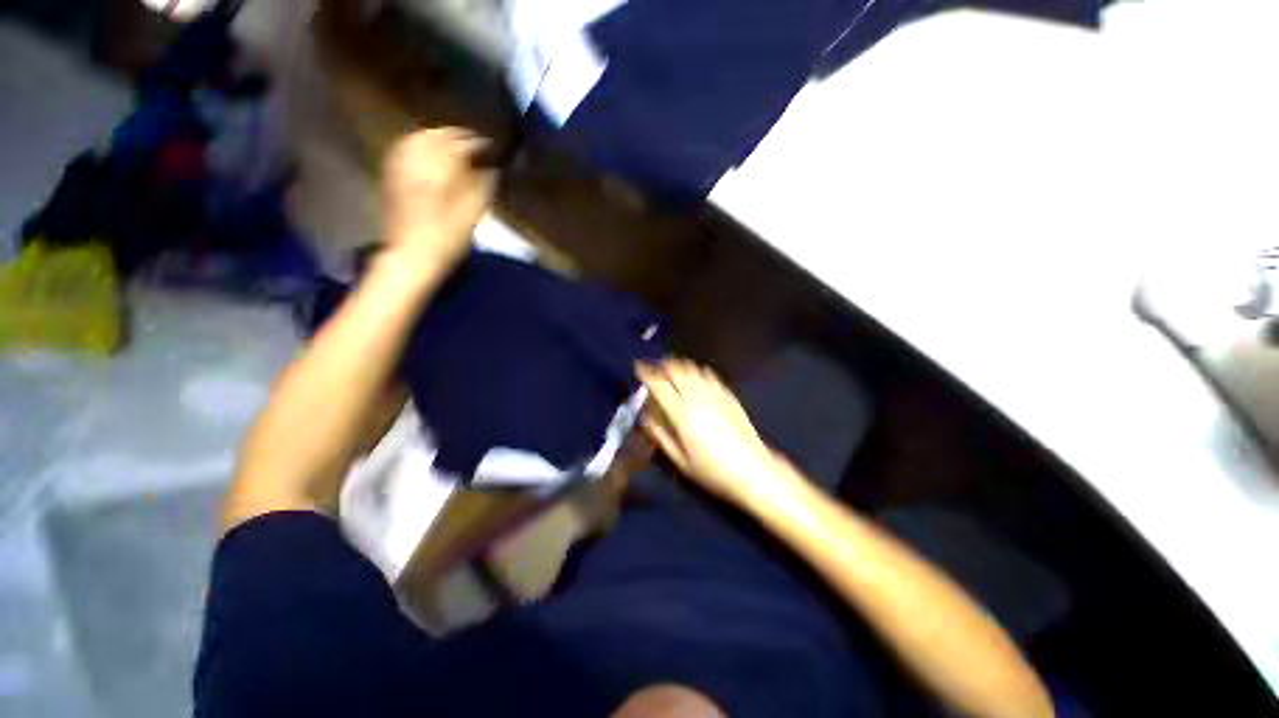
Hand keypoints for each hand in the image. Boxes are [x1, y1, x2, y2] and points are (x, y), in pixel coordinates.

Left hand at [382, 127, 494, 275]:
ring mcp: (400, 170)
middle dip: (454, 135)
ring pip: (416, 140)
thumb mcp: (471, 215)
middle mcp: (417, 164)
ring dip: (434, 136)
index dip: (476, 142)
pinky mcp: (391, 179)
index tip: (490, 144)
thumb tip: (491, 170)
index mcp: (438, 171)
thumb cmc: (447, 238)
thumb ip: (481, 187)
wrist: (412, 256)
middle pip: (434, 137)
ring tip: (449, 141)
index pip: (459, 145)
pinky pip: (402, 151)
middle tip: (471, 139)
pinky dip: (415, 145)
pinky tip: (423, 150)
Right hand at [637, 359, 788, 505]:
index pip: (660, 386)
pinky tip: (697, 377)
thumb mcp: (681, 461)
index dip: (647, 374)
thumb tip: (646, 418)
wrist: (752, 470)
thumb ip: (661, 437)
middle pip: (677, 371)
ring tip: (673, 369)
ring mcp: (716, 395)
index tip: (639, 367)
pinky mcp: (729, 396)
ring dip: (680, 366)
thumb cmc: (712, 471)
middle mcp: (698, 399)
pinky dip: (698, 372)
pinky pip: (710, 376)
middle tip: (655, 366)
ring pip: (693, 369)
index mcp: (682, 415)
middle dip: (663, 365)